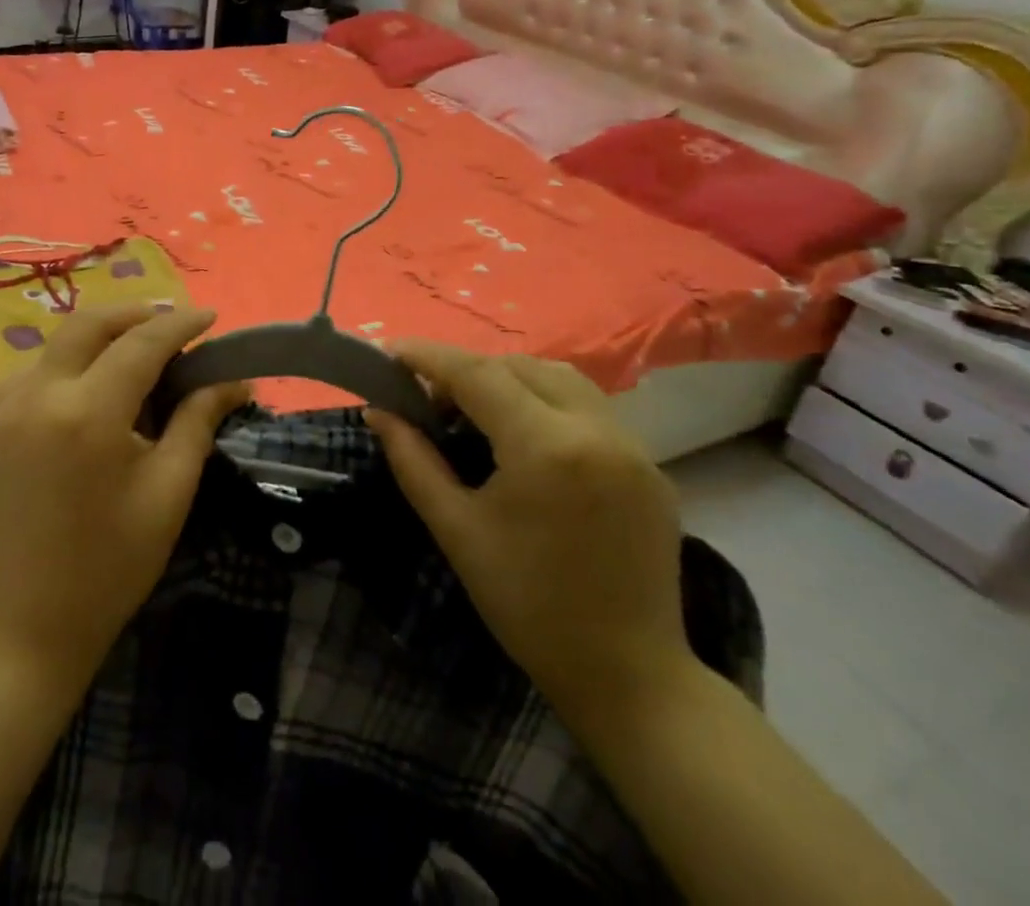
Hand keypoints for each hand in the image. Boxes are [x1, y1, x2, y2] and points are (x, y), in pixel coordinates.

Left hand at [0, 304, 249, 689]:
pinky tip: (91, 383)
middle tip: (172, 327)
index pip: (141, 344)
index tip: (209, 316)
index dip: (179, 325)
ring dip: (100, 336)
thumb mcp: (170, 488)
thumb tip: (233, 379)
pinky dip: (67, 361)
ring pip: (57, 342)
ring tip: (137, 352)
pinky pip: (33, 369)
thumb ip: (198, 420)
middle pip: (89, 324)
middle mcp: (39, 395)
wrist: (34, 620)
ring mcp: (6, 408)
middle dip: (135, 315)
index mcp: (88, 413)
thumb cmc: (115, 561)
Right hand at [365, 343, 690, 718]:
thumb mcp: (456, 529)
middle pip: (519, 366)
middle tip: (430, 399)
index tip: (390, 352)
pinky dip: (547, 401)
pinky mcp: (651, 466)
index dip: (429, 356)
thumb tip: (378, 411)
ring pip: (560, 378)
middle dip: (468, 370)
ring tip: (476, 412)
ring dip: (511, 379)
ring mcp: (633, 447)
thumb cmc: (527, 605)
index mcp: (546, 447)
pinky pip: (590, 408)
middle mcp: (596, 431)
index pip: (477, 374)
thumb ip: (412, 460)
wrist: (629, 677)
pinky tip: (525, 437)